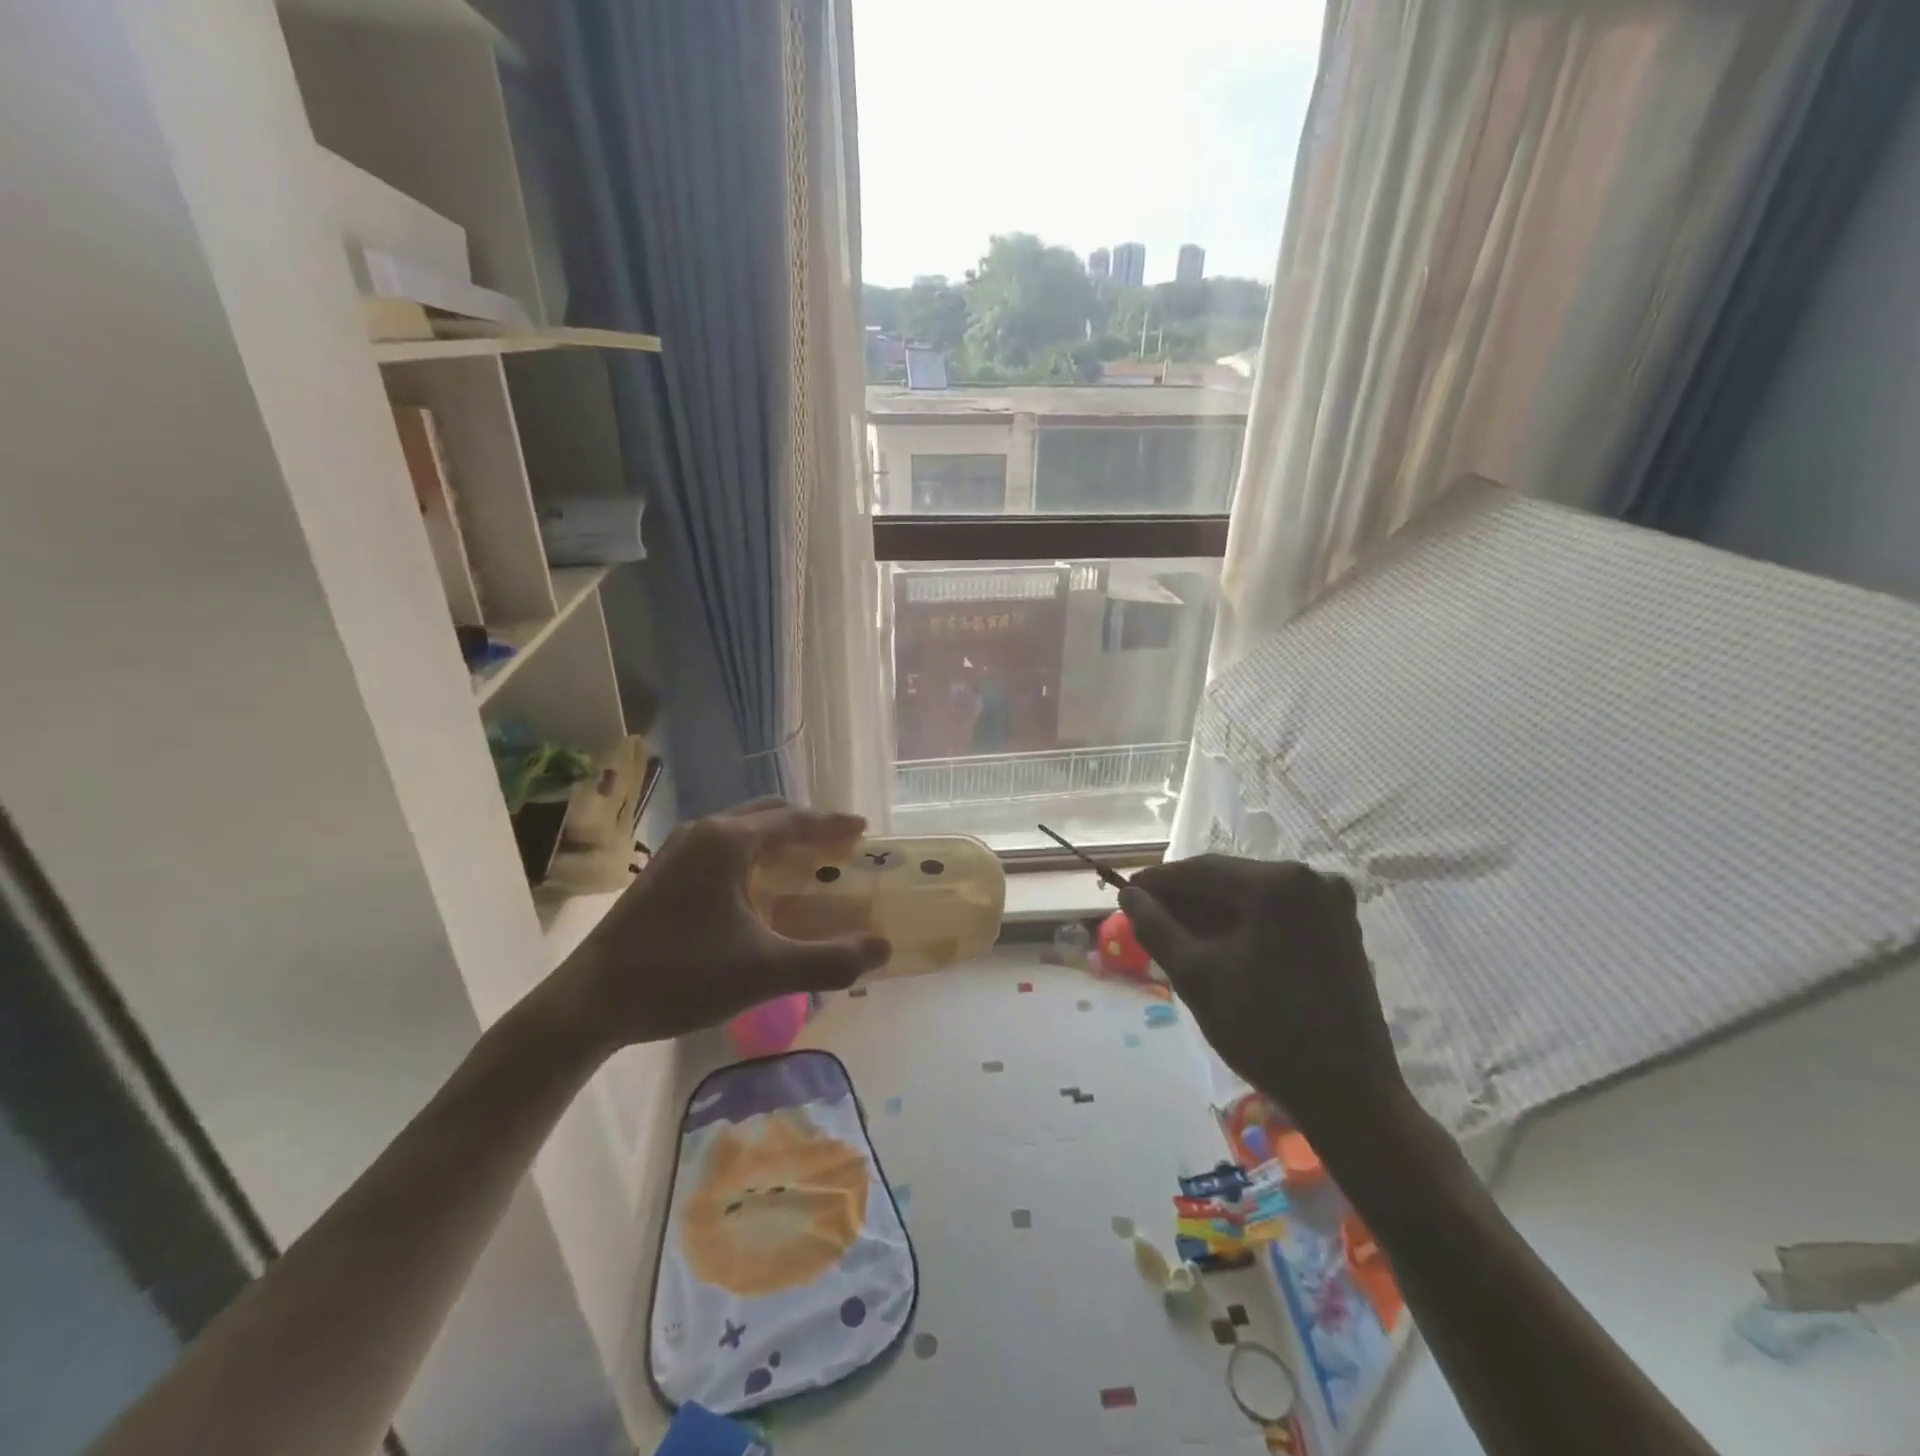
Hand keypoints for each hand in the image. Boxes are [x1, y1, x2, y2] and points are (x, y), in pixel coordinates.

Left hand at [550, 798, 891, 1050]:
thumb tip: (883, 949)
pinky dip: (752, 855)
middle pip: (768, 815)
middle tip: (838, 848)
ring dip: (777, 840)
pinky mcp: (662, 873)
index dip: (832, 825)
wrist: (590, 1002)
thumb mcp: (766, 972)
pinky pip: (721, 849)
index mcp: (729, 842)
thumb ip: (830, 960)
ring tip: (804, 864)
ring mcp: (677, 851)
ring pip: (741, 830)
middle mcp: (704, 833)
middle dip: (807, 827)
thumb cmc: (682, 976)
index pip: (794, 821)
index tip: (863, 828)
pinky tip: (757, 890)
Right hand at [1120, 855, 1409, 1151]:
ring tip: (1175, 937)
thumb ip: (1155, 927)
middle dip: (1185, 900)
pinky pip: (1276, 913)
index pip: (1200, 871)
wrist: (1347, 1094)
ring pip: (1251, 897)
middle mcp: (1309, 879)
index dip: (1157, 882)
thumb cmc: (1265, 1031)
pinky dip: (1243, 924)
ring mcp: (1329, 903)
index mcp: (1276, 883)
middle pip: (1228, 880)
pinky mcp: (1339, 928)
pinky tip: (1217, 946)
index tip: (1124, 894)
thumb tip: (1128, 895)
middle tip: (1146, 920)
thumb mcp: (1196, 976)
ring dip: (1212, 913)